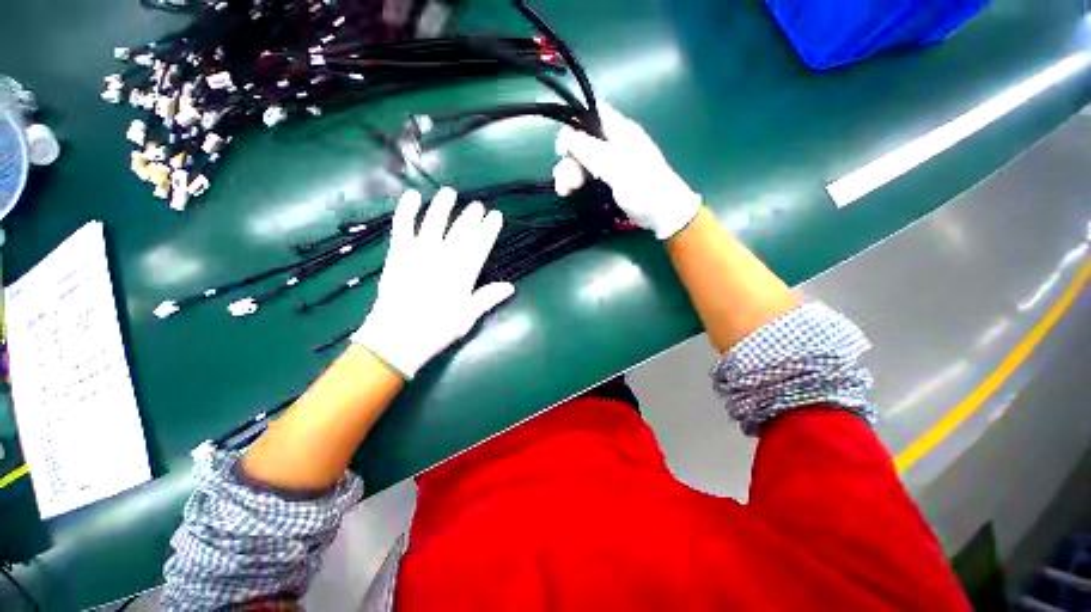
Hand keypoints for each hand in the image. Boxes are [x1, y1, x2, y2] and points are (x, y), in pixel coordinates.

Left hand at [351, 188, 514, 378]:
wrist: (397, 338)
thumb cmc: (436, 330)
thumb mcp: (467, 317)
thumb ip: (488, 298)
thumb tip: (510, 287)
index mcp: (463, 274)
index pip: (480, 245)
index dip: (489, 229)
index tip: (496, 216)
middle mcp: (443, 258)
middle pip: (461, 231)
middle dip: (471, 216)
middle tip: (478, 205)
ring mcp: (419, 253)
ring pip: (434, 223)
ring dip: (443, 206)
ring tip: (450, 193)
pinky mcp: (398, 254)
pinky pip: (402, 226)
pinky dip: (406, 210)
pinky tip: (413, 196)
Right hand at [553, 104, 701, 239]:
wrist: (662, 214)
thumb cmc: (644, 188)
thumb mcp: (616, 167)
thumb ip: (591, 150)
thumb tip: (566, 136)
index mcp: (619, 130)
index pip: (591, 112)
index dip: (573, 124)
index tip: (563, 149)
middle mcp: (613, 142)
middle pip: (581, 140)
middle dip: (569, 159)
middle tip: (566, 183)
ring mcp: (610, 161)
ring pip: (581, 159)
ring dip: (569, 173)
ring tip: (565, 192)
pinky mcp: (609, 179)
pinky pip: (587, 174)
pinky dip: (576, 181)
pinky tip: (570, 192)